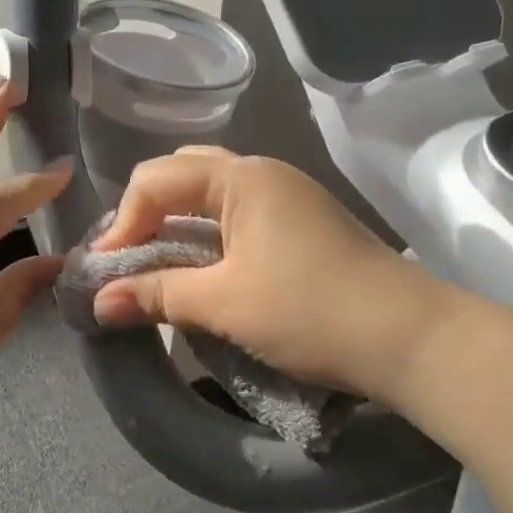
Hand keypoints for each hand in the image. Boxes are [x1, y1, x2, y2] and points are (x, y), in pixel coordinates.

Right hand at [90, 148, 457, 398]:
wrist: (414, 340)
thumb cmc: (312, 311)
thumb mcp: (225, 303)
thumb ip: (157, 295)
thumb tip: (99, 302)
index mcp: (242, 176)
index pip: (156, 179)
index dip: (123, 222)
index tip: (106, 270)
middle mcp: (263, 172)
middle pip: (183, 175)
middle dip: (147, 214)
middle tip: (130, 258)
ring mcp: (287, 195)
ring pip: (212, 194)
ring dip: (178, 225)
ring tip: (159, 265)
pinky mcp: (302, 223)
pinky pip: (237, 214)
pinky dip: (208, 235)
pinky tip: (203, 269)